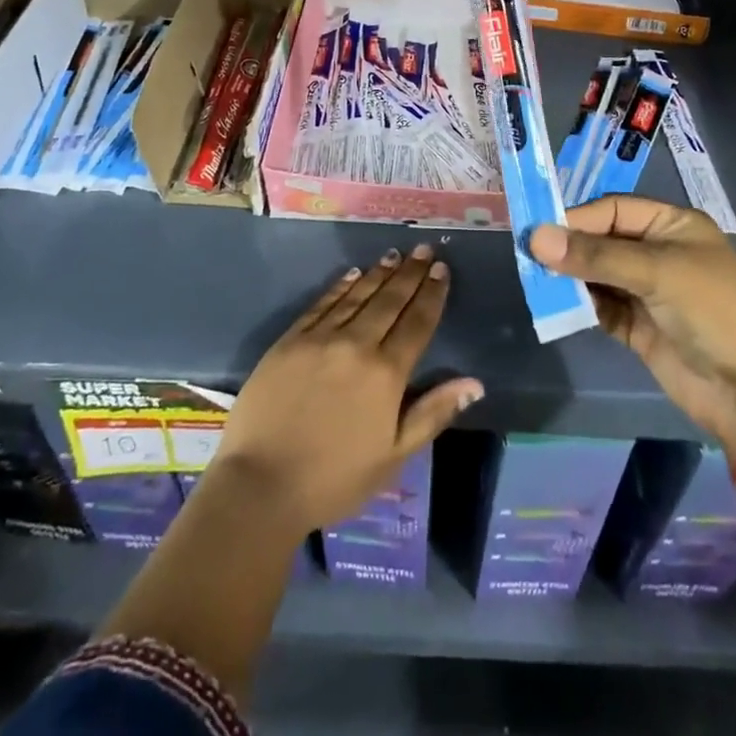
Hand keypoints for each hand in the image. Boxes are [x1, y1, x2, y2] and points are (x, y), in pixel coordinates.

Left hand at [214, 247, 482, 534]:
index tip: (441, 270)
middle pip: (389, 301)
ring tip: (395, 255)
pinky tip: (352, 274)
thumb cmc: (335, 478)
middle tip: (423, 249)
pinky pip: (322, 304)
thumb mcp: (394, 456)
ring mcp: (320, 338)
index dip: (432, 294)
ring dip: (379, 273)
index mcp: (386, 373)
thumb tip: (474, 382)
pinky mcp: (290, 340)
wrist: (260, 485)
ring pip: (357, 296)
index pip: (417, 323)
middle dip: (410, 274)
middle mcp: (356, 344)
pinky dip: (340, 286)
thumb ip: (433, 413)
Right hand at [530, 197, 735, 458]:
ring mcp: (648, 291)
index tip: (539, 233)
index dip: (577, 219)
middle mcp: (659, 252)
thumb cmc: (714, 312)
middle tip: (528, 257)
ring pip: (597, 274)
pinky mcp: (639, 327)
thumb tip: (535, 237)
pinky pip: (600, 307)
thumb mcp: (658, 273)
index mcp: (673, 225)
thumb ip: (595, 256)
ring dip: (570, 277)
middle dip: (570, 248)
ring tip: (536, 281)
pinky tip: (556, 306)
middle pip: (602, 240)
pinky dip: (579, 305)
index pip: (613, 210)